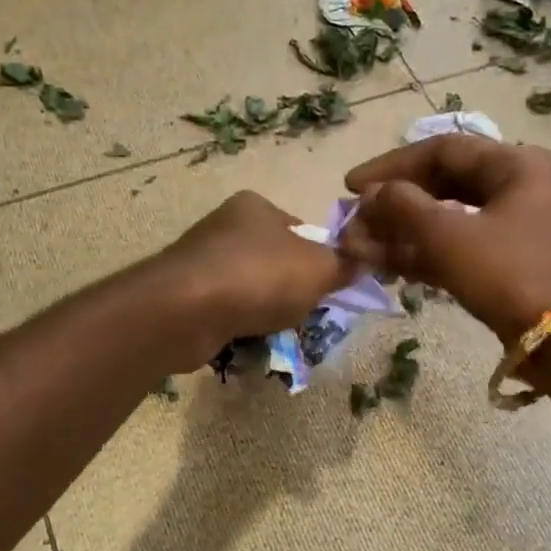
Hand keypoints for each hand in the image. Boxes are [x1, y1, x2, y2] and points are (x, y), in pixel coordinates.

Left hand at [154, 191, 358, 361]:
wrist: (187, 311)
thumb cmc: (259, 276)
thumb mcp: (319, 268)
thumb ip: (344, 265)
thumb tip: (363, 262)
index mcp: (255, 207)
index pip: (300, 229)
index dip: (320, 258)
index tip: (329, 287)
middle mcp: (225, 228)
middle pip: (275, 263)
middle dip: (292, 292)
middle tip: (306, 315)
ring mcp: (201, 264)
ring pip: (251, 292)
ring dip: (267, 315)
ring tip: (278, 334)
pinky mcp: (186, 299)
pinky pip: (227, 315)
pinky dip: (240, 329)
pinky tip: (249, 343)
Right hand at [341, 137, 550, 342]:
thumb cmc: (509, 274)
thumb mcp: (450, 236)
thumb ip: (403, 208)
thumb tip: (371, 194)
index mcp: (513, 165)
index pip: (440, 150)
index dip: (391, 166)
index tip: (351, 186)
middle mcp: (515, 187)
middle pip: (441, 184)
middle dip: (393, 204)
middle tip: (355, 218)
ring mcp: (510, 227)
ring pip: (444, 219)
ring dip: (400, 233)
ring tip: (359, 247)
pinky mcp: (503, 262)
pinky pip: (454, 247)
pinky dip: (420, 254)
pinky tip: (384, 265)